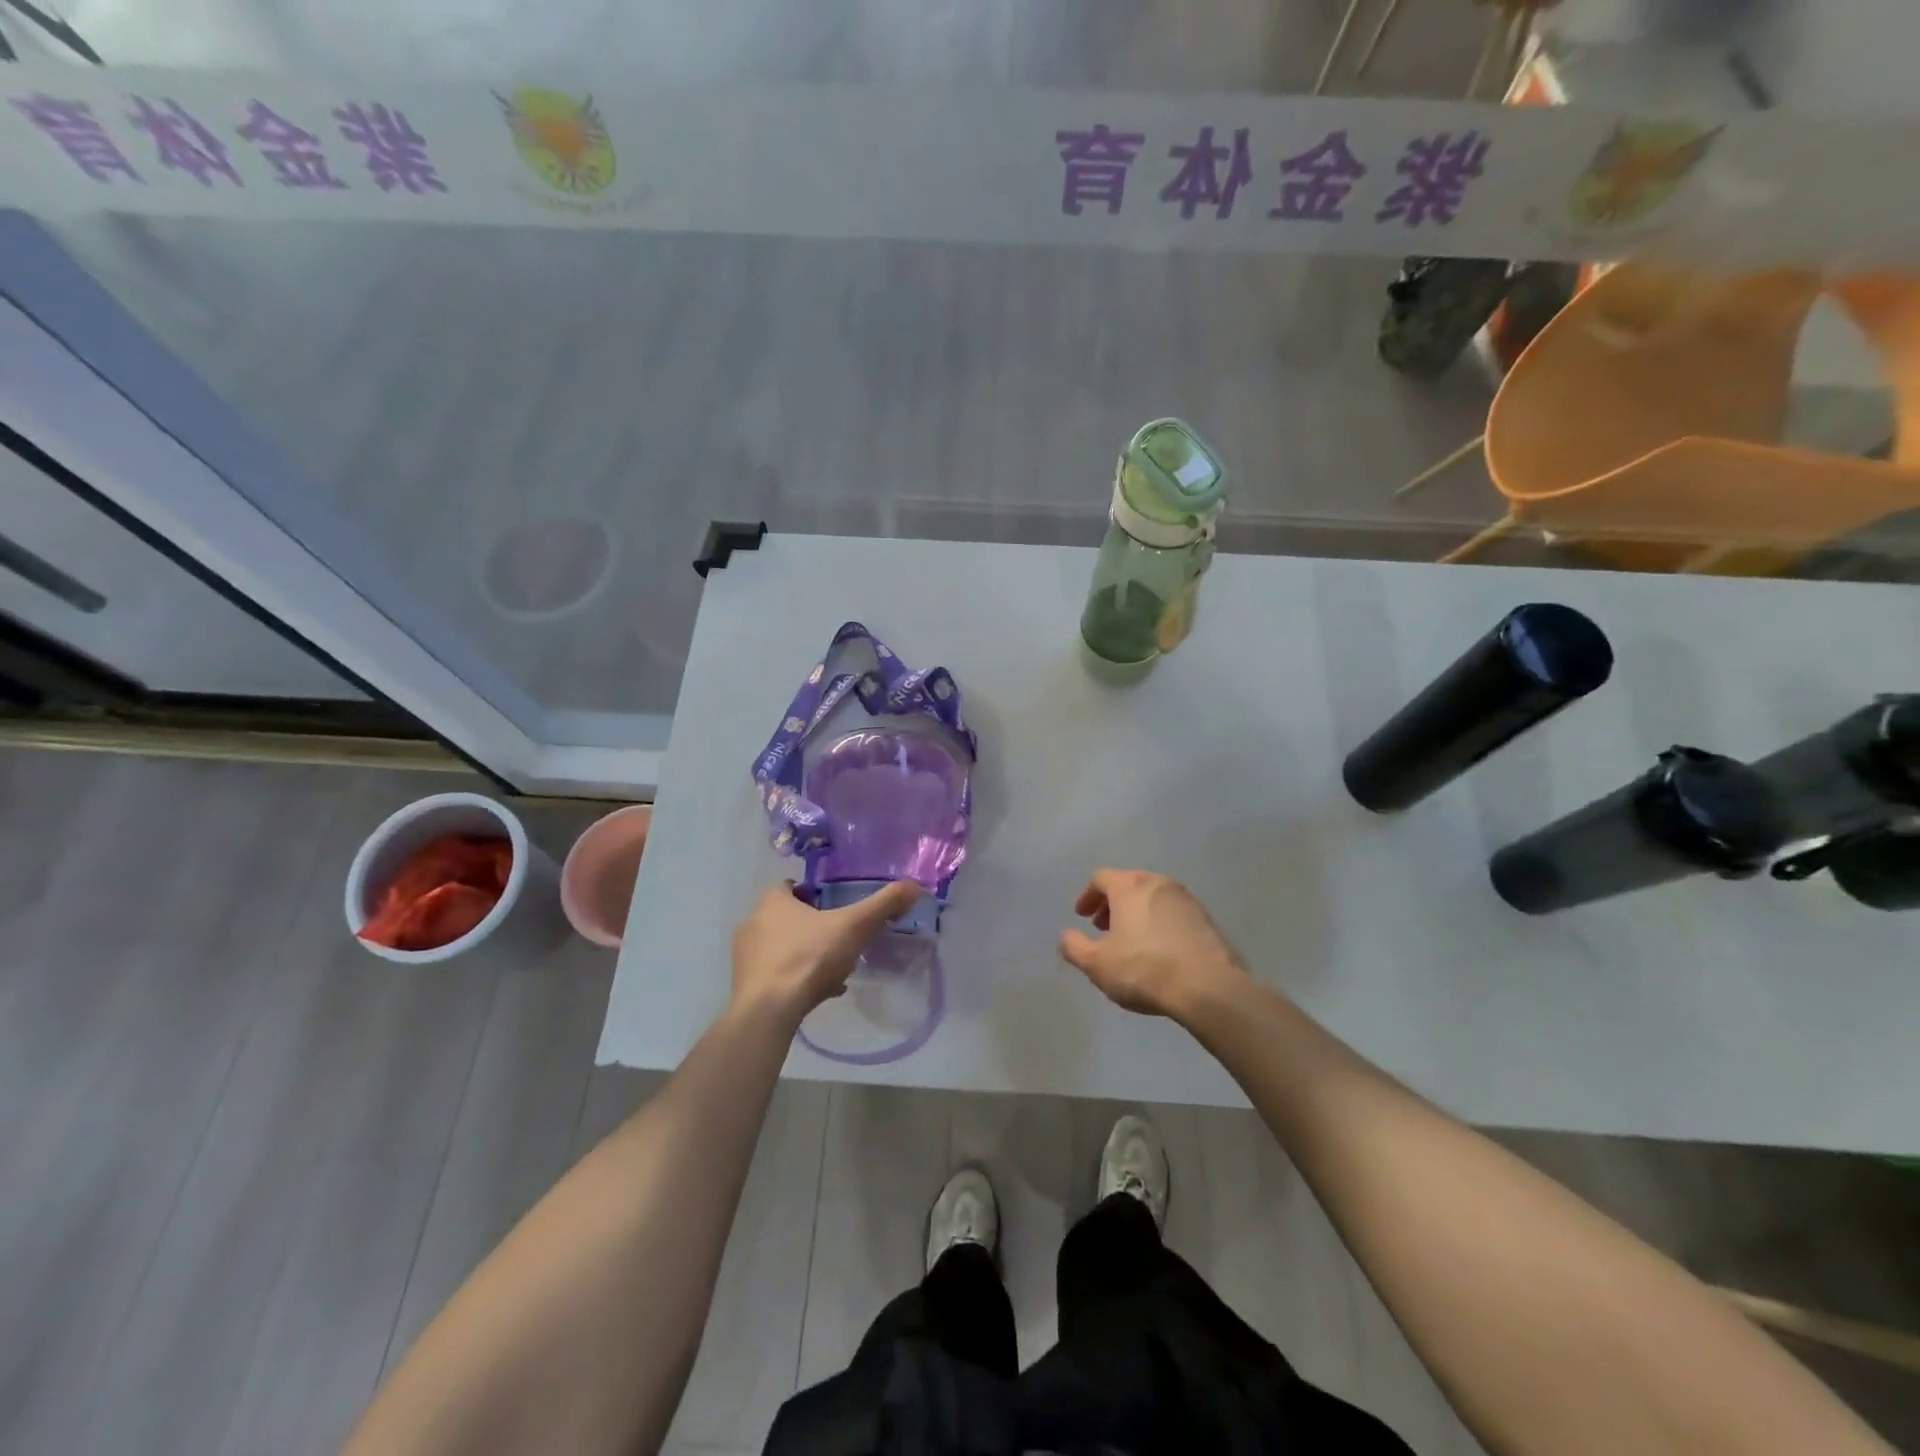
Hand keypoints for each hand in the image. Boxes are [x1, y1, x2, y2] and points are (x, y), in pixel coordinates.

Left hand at [731, 879, 921, 1027]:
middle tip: (840, 941)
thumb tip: (914, 885)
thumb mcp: (854, 927)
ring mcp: (745, 956)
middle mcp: (753, 922)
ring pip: (783, 948)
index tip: (836, 909)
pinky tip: (820, 993)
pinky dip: (796, 979)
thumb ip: (883, 905)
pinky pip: (777, 975)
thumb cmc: (809, 958)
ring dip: (806, 955)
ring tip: (834, 971)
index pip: (791, 887)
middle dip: (814, 928)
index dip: (815, 896)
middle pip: (788, 918)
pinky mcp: (746, 984)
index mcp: (772, 901)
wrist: (768, 1012)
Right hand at [1059, 868, 1247, 1019]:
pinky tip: (1159, 950)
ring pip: (1152, 897)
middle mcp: (1158, 883)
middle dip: (1112, 904)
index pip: (1101, 878)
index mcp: (1129, 886)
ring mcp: (1186, 899)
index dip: (1087, 895)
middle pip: (1128, 884)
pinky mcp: (1206, 919)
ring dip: (1137, 913)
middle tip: (1103, 927)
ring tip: (1131, 940)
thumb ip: (1074, 947)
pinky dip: (1159, 923)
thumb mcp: (1097, 964)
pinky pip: (1173, 913)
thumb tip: (1066, 936)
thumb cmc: (1143, 969)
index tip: (1082, 916)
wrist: (1207, 987)